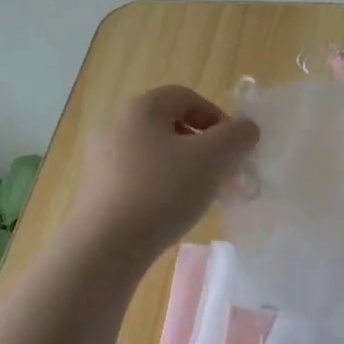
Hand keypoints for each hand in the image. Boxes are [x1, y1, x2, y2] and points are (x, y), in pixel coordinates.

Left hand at [70, 85, 258, 261]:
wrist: (106, 246)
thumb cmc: (162, 192)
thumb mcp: (212, 159)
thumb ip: (237, 137)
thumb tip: (246, 129)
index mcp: (141, 109)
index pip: (186, 97)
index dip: (217, 117)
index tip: (234, 148)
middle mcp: (116, 127)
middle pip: (170, 127)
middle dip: (204, 148)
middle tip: (224, 175)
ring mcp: (102, 160)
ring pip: (156, 155)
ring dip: (185, 170)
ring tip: (202, 198)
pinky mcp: (98, 191)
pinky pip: (139, 179)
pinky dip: (162, 189)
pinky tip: (173, 214)